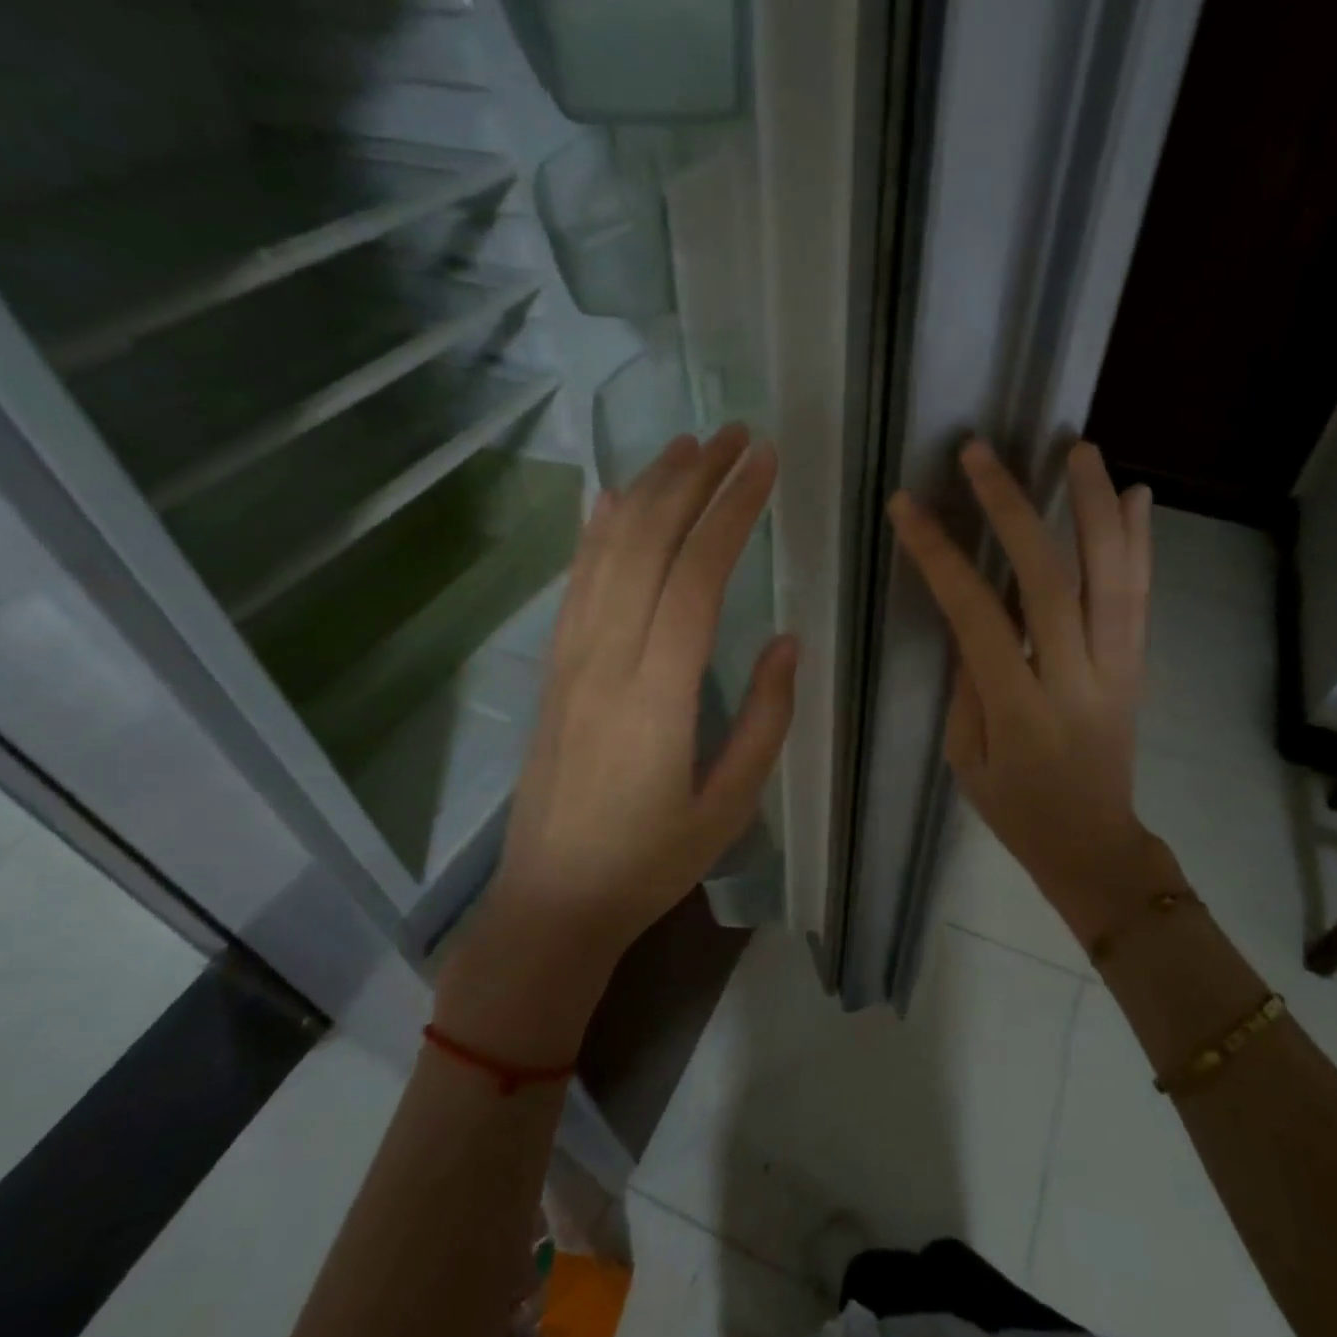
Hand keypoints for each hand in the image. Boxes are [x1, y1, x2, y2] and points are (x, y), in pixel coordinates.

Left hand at [486, 425, 796, 958]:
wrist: (552, 902)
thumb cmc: (651, 862)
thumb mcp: (730, 804)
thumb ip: (765, 717)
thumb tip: (786, 639)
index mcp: (658, 693)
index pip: (697, 573)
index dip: (733, 508)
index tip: (764, 462)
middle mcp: (606, 657)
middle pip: (648, 541)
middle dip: (693, 477)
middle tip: (734, 434)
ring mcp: (569, 658)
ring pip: (606, 551)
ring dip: (646, 489)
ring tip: (685, 446)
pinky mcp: (551, 668)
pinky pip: (574, 582)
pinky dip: (595, 531)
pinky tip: (610, 498)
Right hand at [887, 439, 1156, 944]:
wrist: (1094, 845)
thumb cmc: (1016, 809)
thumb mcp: (967, 758)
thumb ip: (968, 682)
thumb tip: (971, 614)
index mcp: (1020, 710)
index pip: (977, 615)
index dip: (941, 556)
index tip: (909, 506)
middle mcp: (1076, 678)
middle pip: (1050, 578)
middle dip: (1013, 508)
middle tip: (981, 453)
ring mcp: (1117, 667)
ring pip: (1113, 575)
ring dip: (1095, 506)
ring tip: (1077, 448)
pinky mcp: (1138, 665)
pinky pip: (1142, 596)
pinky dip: (1141, 542)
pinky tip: (1136, 495)